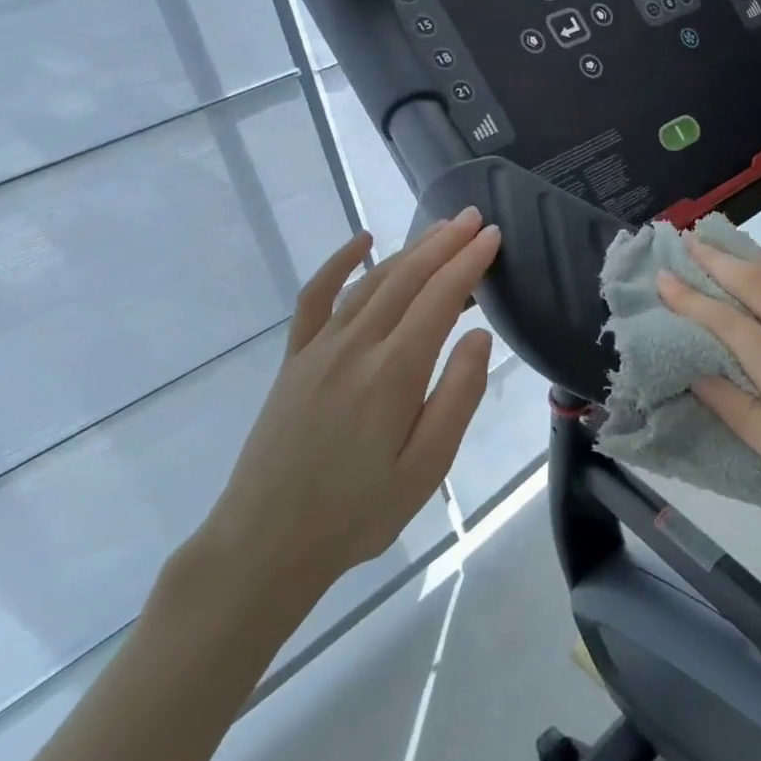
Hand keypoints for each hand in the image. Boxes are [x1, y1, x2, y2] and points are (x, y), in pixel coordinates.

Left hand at [195, 211, 500, 632]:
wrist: (266, 542)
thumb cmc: (359, 512)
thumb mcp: (428, 467)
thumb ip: (458, 396)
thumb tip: (480, 336)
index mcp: (393, 372)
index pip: (440, 298)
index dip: (469, 263)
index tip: (494, 237)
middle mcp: (355, 346)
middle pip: (407, 278)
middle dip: (445, 243)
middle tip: (476, 218)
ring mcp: (319, 348)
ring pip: (371, 282)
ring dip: (409, 251)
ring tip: (440, 231)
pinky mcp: (295, 359)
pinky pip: (316, 297)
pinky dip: (340, 263)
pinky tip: (362, 242)